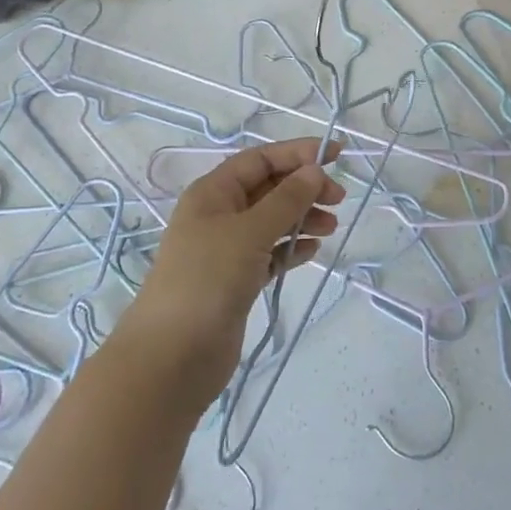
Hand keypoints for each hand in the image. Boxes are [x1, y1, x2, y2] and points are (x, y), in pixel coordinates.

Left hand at [125, 138, 344, 410]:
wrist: (173, 356)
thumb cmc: (208, 280)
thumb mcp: (249, 232)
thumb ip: (286, 200)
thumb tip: (314, 170)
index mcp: (213, 193)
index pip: (260, 159)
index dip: (297, 153)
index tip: (336, 154)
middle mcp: (218, 215)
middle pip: (268, 188)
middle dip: (303, 188)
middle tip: (338, 198)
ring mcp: (226, 250)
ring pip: (272, 222)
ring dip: (302, 218)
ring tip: (332, 227)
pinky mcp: (236, 282)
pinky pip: (270, 254)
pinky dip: (291, 248)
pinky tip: (312, 250)